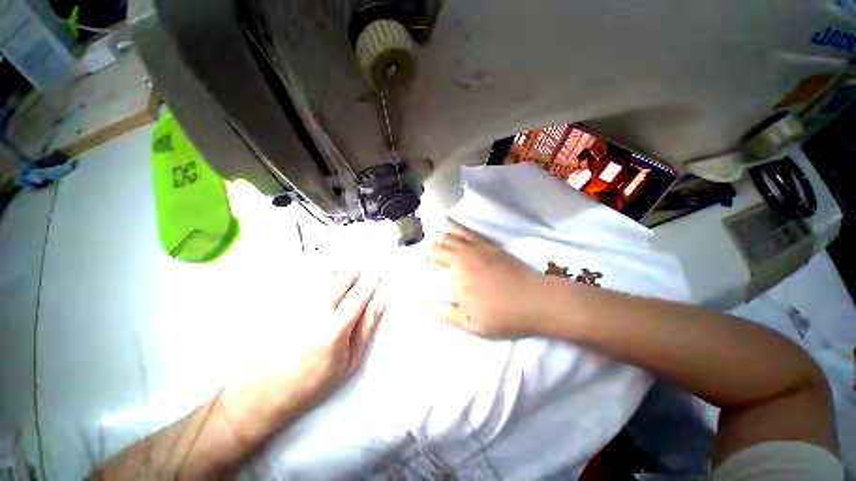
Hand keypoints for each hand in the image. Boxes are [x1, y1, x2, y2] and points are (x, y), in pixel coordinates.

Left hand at [223, 269, 384, 437]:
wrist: (263, 394)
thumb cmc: (310, 384)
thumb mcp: (348, 364)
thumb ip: (365, 330)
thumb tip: (377, 305)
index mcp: (334, 329)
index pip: (359, 295)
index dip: (371, 283)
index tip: (377, 276)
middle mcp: (314, 314)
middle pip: (340, 281)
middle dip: (354, 270)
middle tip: (361, 265)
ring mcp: (295, 309)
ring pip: (322, 279)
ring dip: (336, 271)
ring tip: (345, 268)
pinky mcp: (281, 308)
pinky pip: (303, 285)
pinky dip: (316, 278)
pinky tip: (321, 276)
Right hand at [431, 220, 546, 338]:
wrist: (534, 299)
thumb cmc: (504, 316)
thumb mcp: (474, 327)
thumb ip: (450, 317)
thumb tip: (433, 307)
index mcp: (454, 284)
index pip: (432, 271)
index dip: (426, 268)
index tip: (424, 268)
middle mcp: (459, 263)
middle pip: (437, 252)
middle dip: (429, 252)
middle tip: (427, 254)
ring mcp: (472, 250)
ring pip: (447, 239)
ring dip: (437, 238)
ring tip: (431, 237)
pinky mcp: (484, 244)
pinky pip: (464, 231)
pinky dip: (453, 225)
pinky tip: (446, 220)